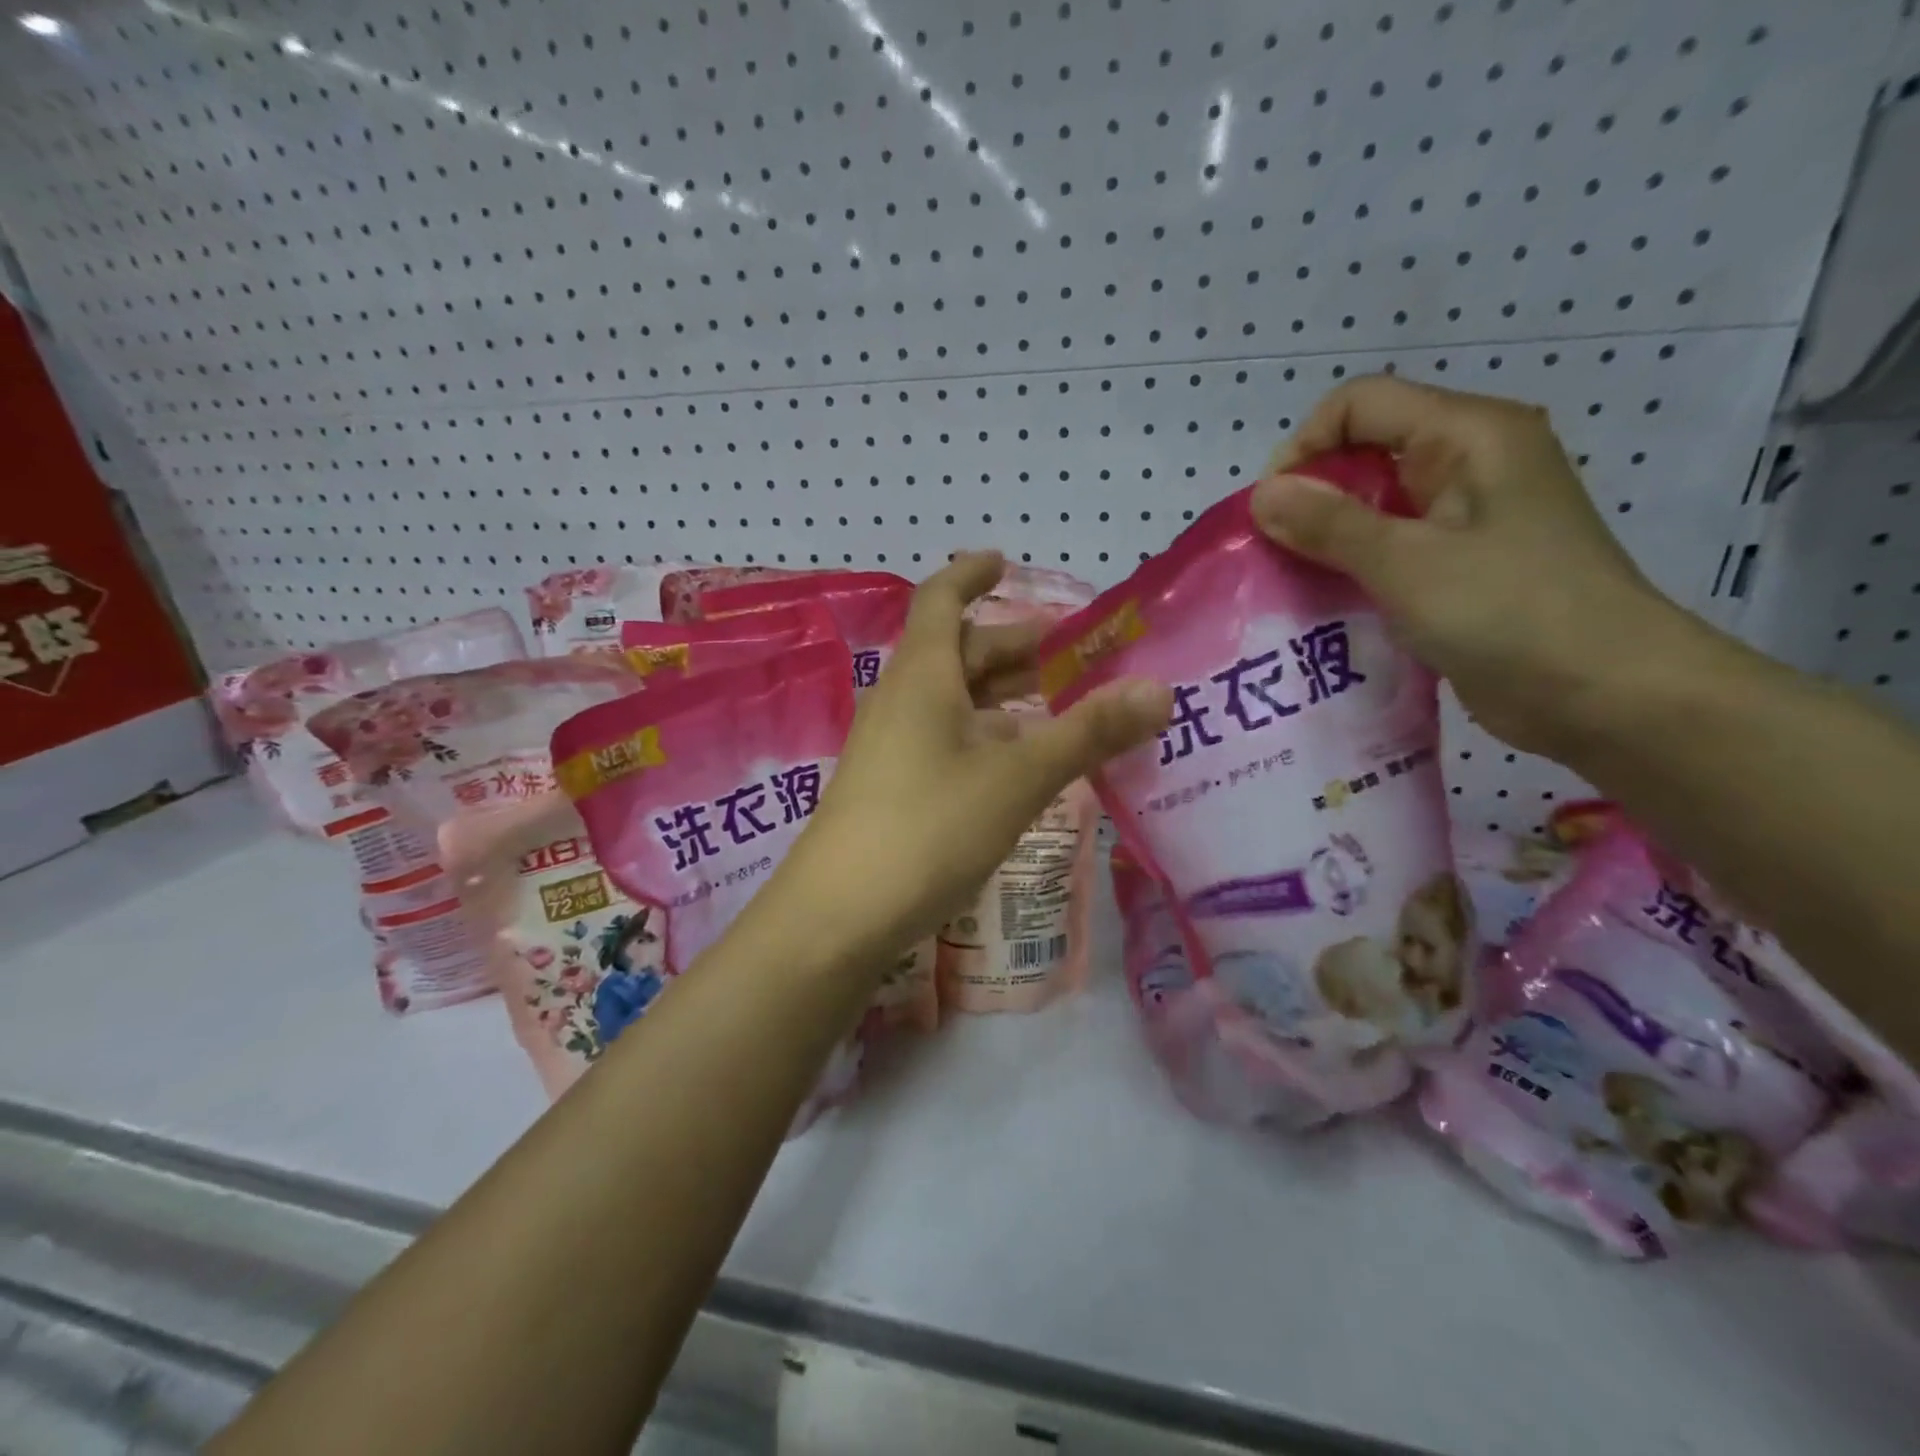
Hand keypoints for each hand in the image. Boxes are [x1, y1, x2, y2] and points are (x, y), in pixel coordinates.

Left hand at [761, 553, 1170, 970]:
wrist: (839, 916)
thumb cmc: (928, 828)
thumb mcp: (1017, 778)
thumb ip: (1087, 733)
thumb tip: (1160, 689)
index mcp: (922, 676)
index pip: (941, 599)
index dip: (971, 574)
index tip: (1006, 560)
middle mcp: (901, 700)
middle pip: (957, 652)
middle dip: (1013, 646)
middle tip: (1073, 653)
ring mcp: (891, 746)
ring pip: (953, 701)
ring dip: (1002, 695)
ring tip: (1059, 703)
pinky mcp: (892, 787)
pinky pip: (945, 740)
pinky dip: (986, 736)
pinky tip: (1018, 763)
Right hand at [1255, 374, 1695, 758]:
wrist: (1605, 695)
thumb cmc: (1510, 613)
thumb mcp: (1407, 563)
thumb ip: (1329, 524)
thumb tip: (1261, 494)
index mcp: (1468, 435)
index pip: (1361, 403)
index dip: (1305, 446)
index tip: (1272, 512)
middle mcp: (1469, 463)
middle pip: (1365, 452)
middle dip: (1310, 498)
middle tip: (1275, 555)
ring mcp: (1468, 517)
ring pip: (1374, 506)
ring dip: (1327, 540)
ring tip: (1293, 584)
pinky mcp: (1462, 565)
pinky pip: (1391, 549)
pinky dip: (1353, 570)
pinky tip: (1328, 606)